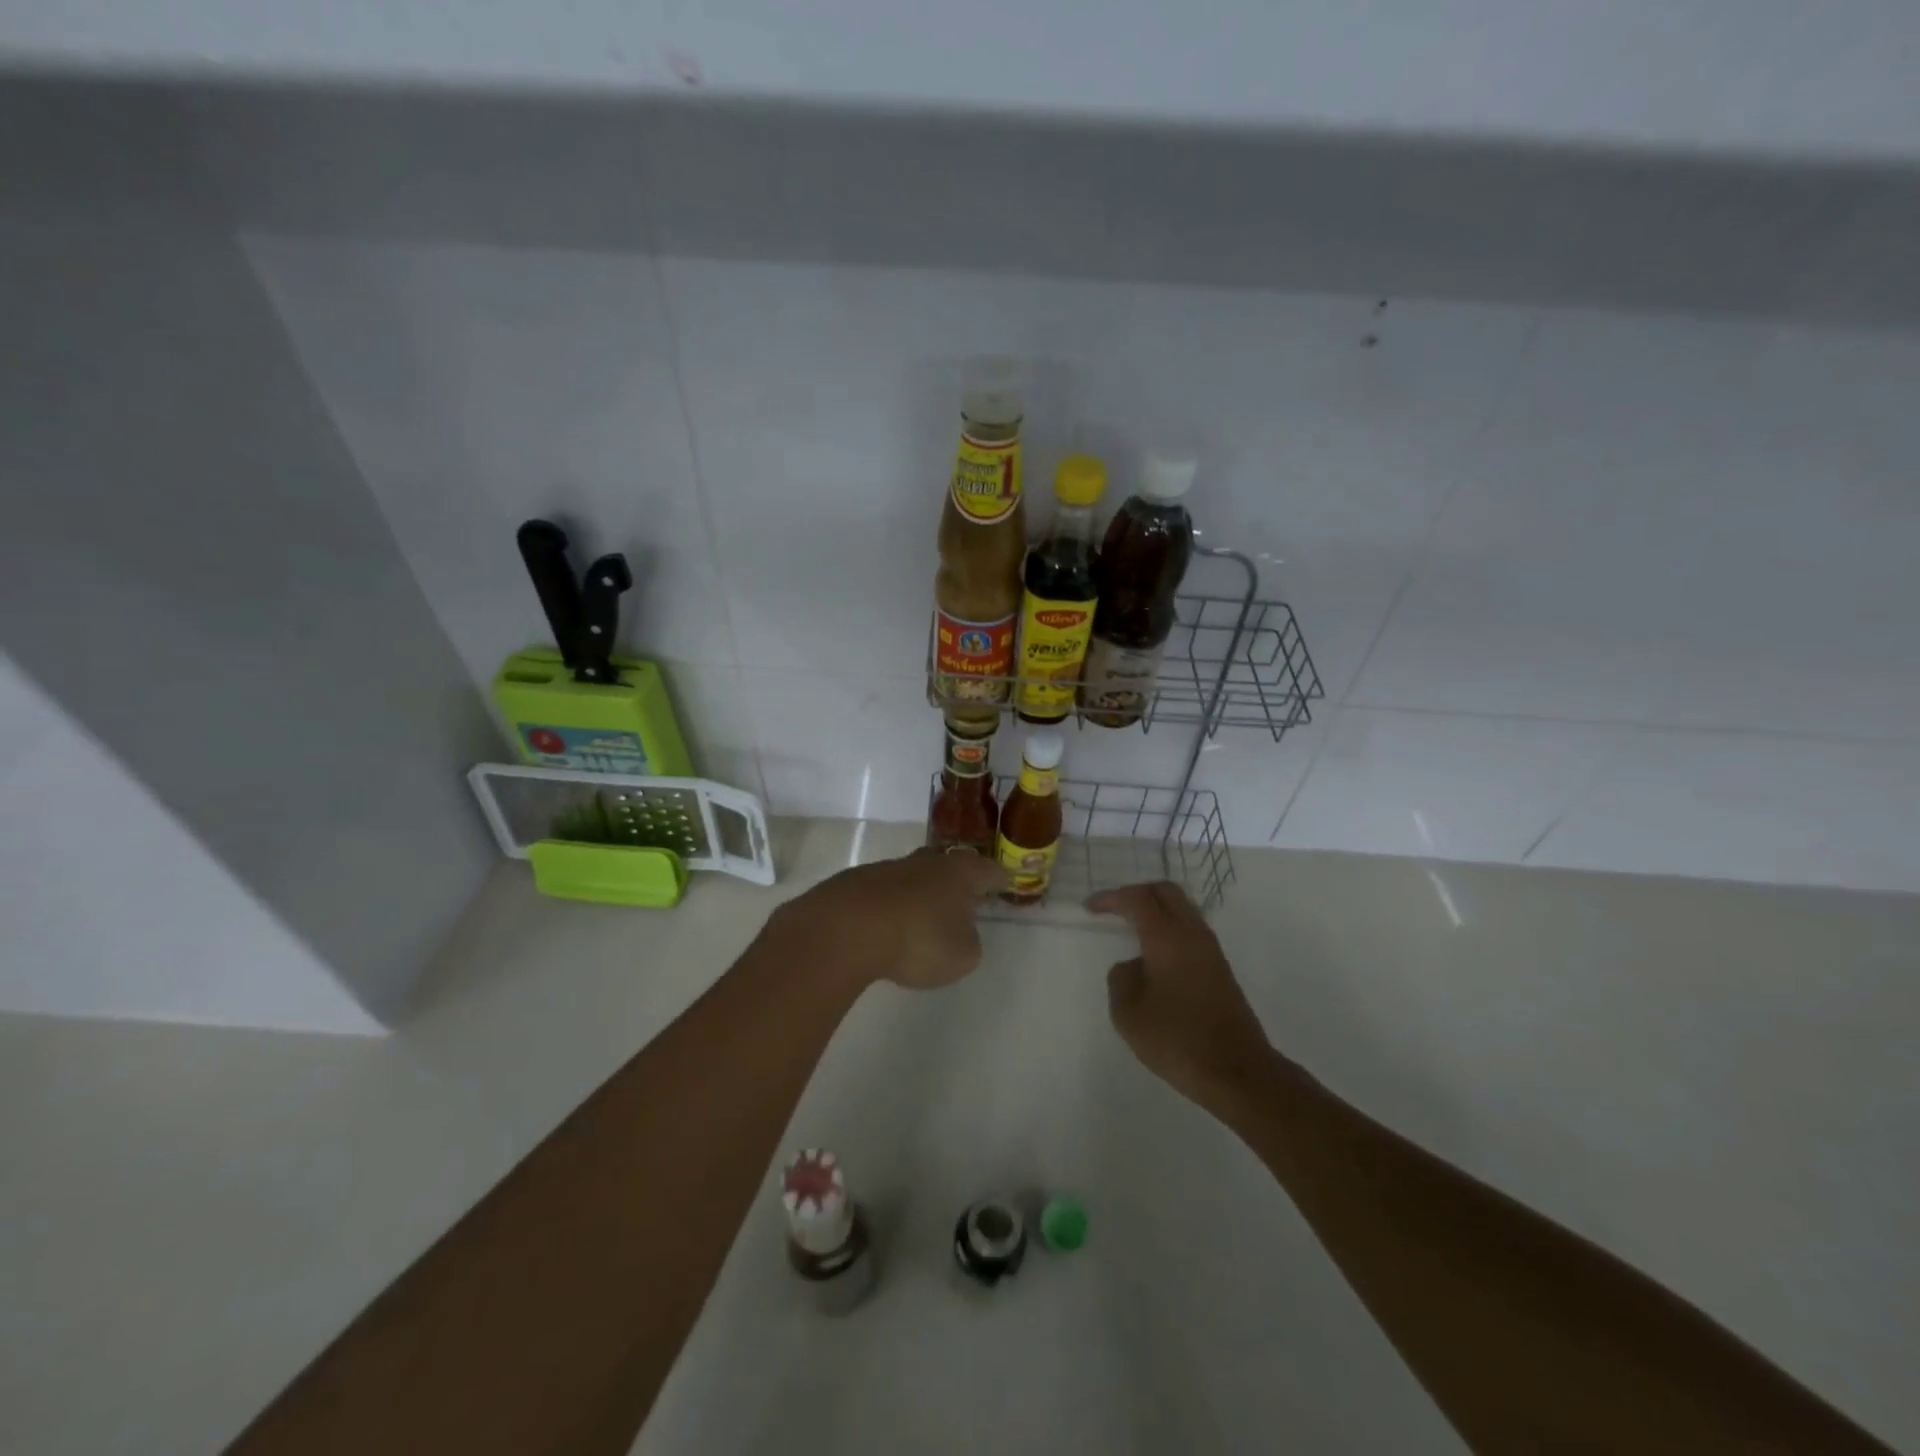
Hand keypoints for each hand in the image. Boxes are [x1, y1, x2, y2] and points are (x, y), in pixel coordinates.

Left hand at [773, 848, 1004, 991]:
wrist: (845, 929)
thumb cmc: (918, 940)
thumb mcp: (962, 956)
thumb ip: (969, 943)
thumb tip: (959, 933)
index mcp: (960, 874)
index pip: (988, 871)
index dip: (998, 879)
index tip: (1004, 884)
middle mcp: (926, 863)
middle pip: (948, 866)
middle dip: (957, 880)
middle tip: (963, 898)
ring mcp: (888, 868)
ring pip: (913, 877)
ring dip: (919, 894)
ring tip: (920, 918)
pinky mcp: (855, 882)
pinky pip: (883, 892)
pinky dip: (889, 906)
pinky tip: (884, 926)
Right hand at [1088, 882, 1277, 1110]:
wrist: (1237, 1072)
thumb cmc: (1177, 1040)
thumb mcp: (1129, 1014)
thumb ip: (1121, 979)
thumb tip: (1133, 965)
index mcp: (1167, 938)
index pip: (1137, 899)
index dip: (1111, 898)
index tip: (1090, 908)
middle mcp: (1192, 935)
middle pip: (1166, 892)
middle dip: (1137, 893)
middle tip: (1114, 908)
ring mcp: (1211, 952)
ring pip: (1183, 910)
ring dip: (1157, 910)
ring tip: (1132, 929)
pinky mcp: (1221, 970)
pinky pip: (1191, 931)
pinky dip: (1170, 929)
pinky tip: (1155, 955)